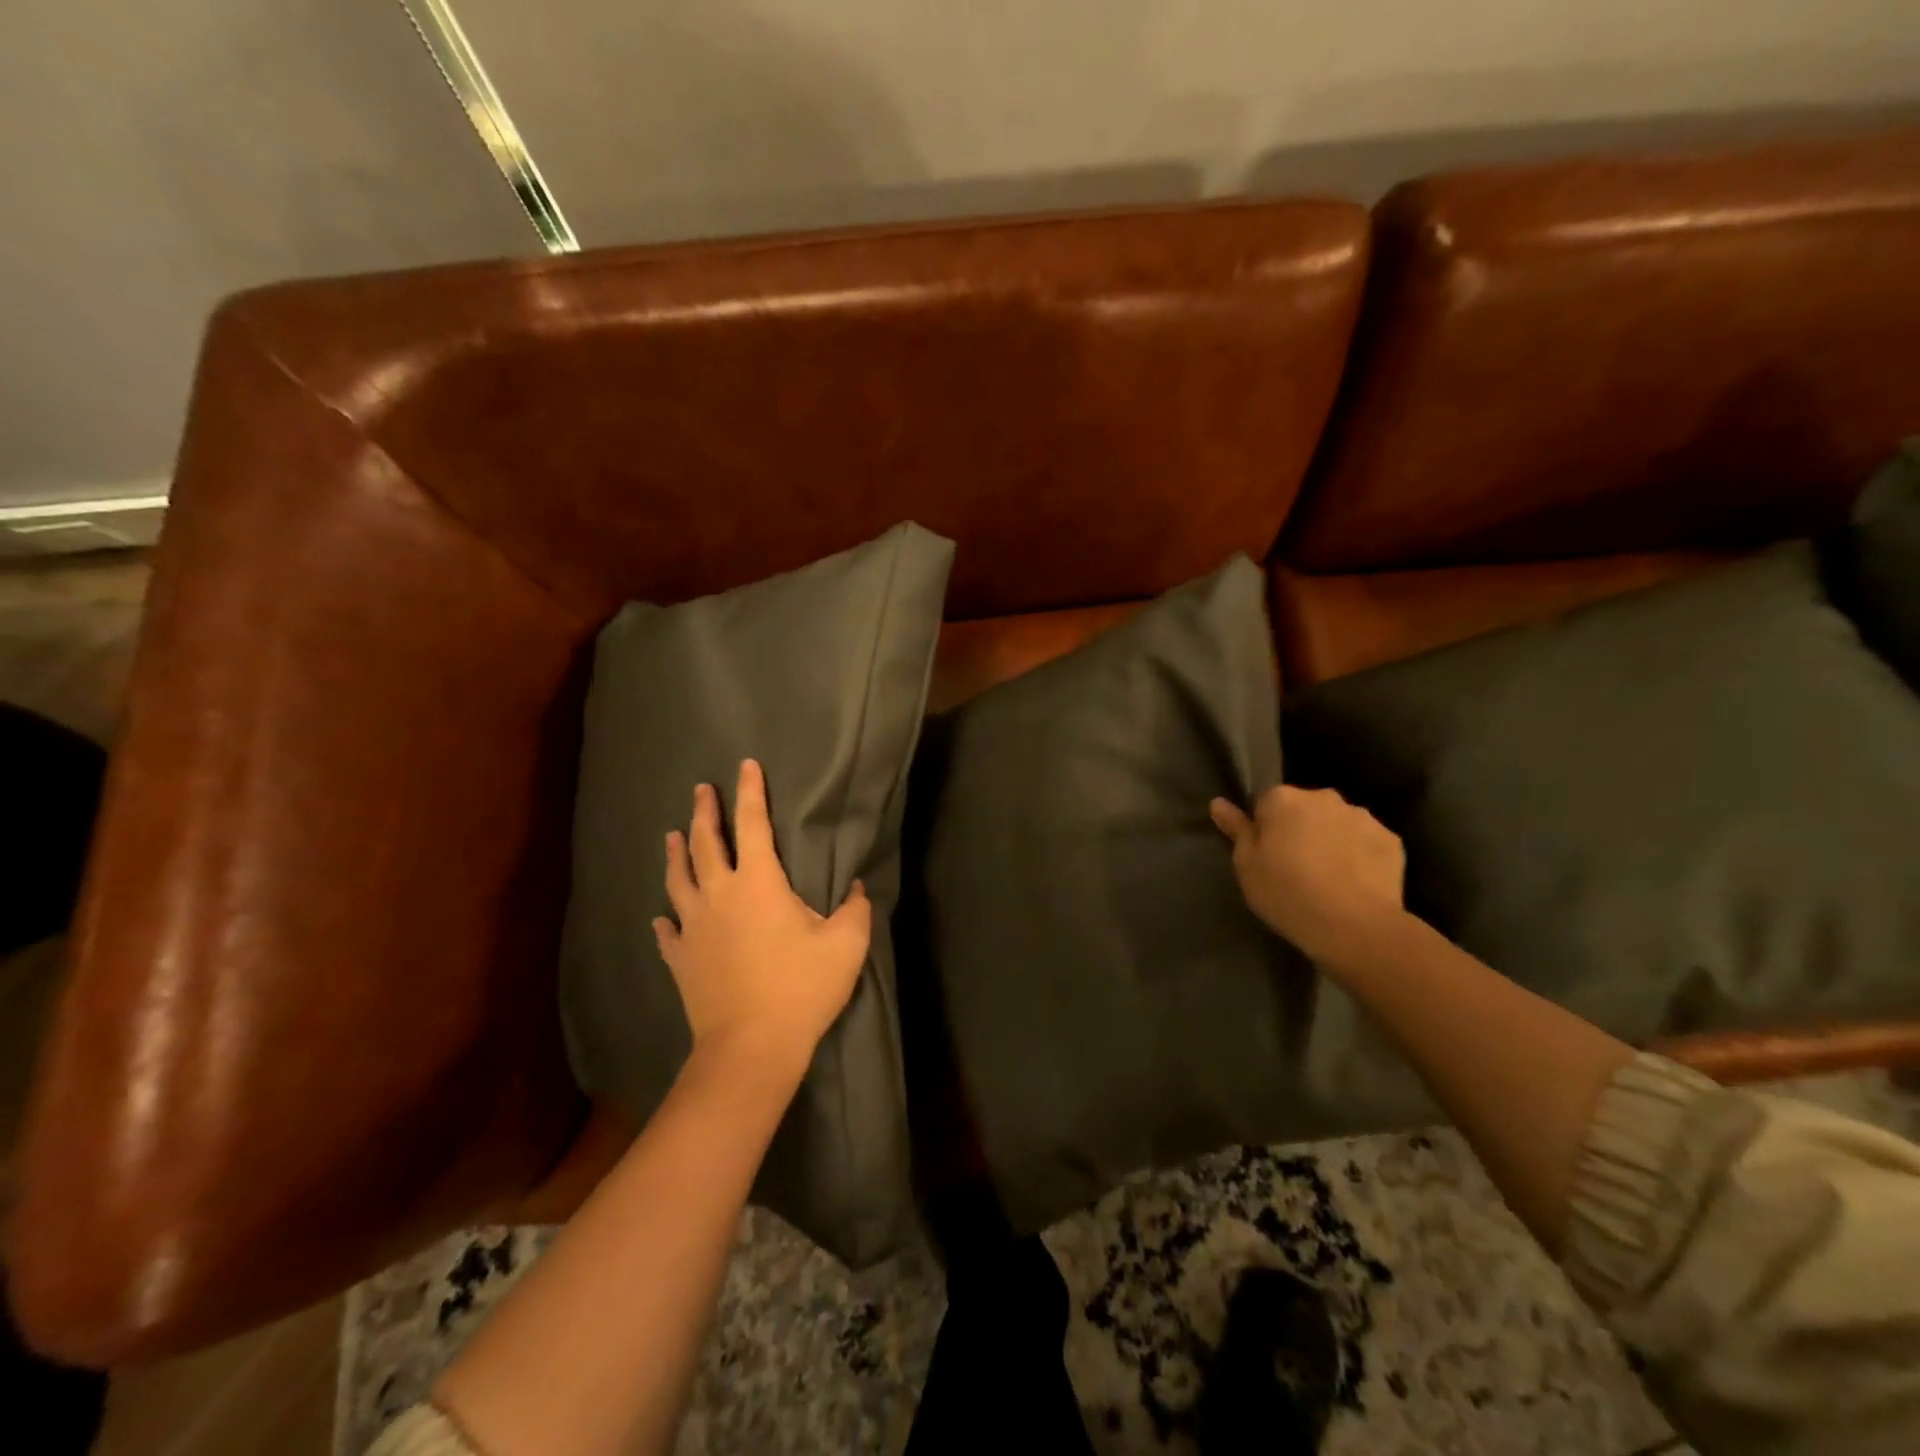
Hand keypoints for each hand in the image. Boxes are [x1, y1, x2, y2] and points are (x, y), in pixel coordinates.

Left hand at [654, 760, 871, 1077]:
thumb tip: (857, 888)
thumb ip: (856, 909)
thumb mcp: (846, 945)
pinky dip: (667, 918)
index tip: (745, 765)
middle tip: (701, 790)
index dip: (750, 792)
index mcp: (759, 883)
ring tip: (672, 834)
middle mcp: (719, 895)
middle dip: (705, 812)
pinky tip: (662, 917)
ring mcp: (693, 927)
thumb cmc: (801, 988)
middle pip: (706, 843)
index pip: (753, 824)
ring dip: (676, 853)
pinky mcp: (680, 958)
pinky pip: (669, 931)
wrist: (750, 1047)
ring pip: (678, 879)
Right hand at [1209, 785, 1407, 968]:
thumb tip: (1218, 803)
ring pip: (1337, 823)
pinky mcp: (1391, 840)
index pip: (1266, 804)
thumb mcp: (1247, 866)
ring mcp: (1361, 817)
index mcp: (1283, 799)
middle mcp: (1323, 797)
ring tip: (1328, 878)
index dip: (1265, 830)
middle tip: (1296, 868)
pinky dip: (1359, 855)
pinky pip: (1366, 842)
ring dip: (1330, 840)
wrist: (1354, 926)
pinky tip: (1355, 883)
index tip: (1267, 857)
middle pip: (1304, 809)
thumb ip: (1236, 829)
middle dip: (1300, 829)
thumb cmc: (1286, 893)